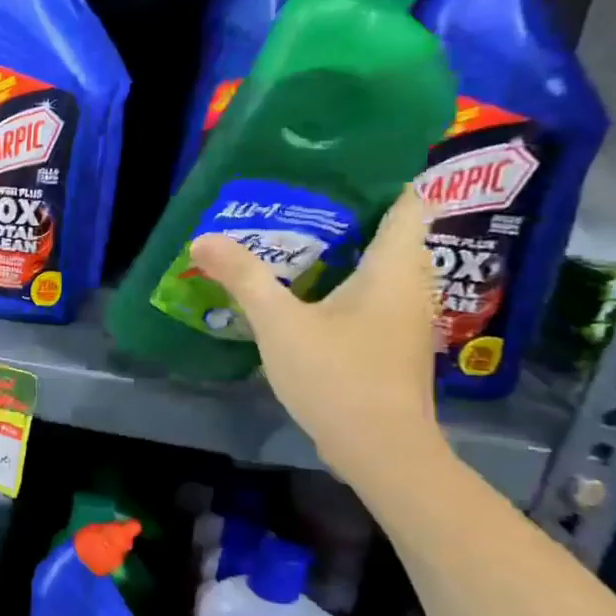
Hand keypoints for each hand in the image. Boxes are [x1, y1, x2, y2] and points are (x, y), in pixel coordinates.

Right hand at [190, 188, 445, 481]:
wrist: (379, 449)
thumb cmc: (337, 375)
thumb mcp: (280, 323)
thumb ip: (244, 277)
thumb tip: (203, 238)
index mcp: (395, 266)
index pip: (406, 200)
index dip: (379, 176)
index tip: (334, 166)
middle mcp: (411, 284)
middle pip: (390, 231)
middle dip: (347, 213)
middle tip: (294, 201)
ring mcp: (406, 317)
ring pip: (380, 266)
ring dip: (343, 252)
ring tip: (292, 240)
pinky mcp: (393, 343)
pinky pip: (372, 295)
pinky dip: (344, 284)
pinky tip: (305, 293)